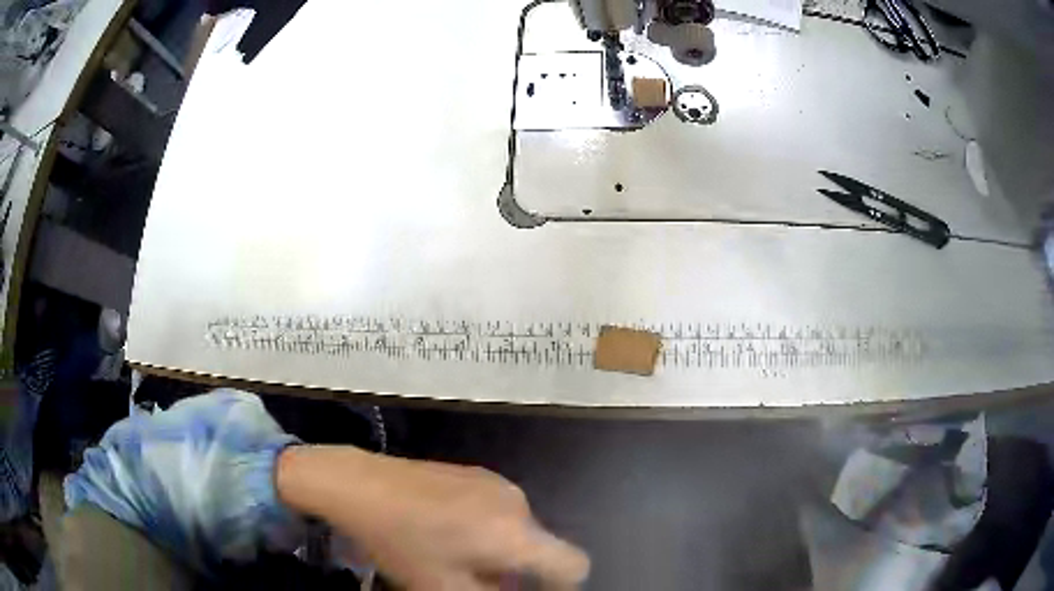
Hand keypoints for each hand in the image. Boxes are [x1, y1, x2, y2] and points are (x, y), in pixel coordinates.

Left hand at [276, 446, 588, 589]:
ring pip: (520, 530)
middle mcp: (518, 503)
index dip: (564, 587)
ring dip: (503, 550)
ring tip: (457, 556)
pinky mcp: (475, 472)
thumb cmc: (401, 543)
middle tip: (481, 581)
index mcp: (516, 534)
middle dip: (521, 572)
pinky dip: (489, 529)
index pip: (573, 564)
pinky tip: (447, 530)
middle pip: (542, 548)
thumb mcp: (444, 587)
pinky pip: (500, 510)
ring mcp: (496, 482)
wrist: (358, 484)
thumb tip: (509, 589)